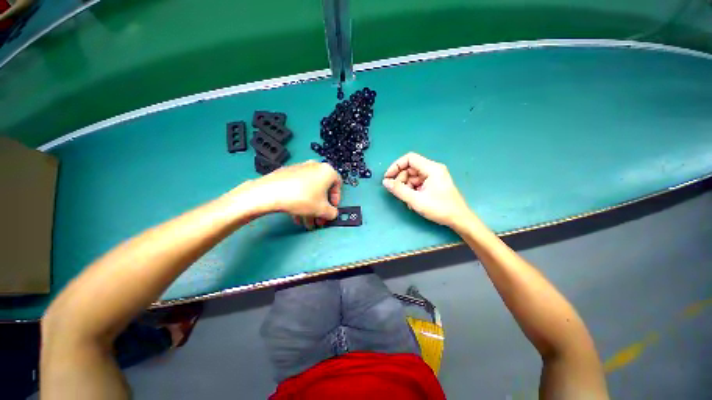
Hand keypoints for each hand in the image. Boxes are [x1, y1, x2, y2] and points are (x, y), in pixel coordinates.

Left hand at [247, 161, 340, 227]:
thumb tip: (332, 214)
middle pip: (322, 189)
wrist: (270, 192)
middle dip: (321, 207)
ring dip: (310, 207)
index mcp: (327, 171)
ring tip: (306, 222)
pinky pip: (299, 188)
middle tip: (319, 219)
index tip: (331, 208)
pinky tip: (296, 214)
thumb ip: (332, 213)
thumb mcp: (322, 210)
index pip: (338, 185)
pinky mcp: (287, 173)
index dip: (336, 199)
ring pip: (310, 190)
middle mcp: (315, 166)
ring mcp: (300, 169)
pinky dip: (301, 200)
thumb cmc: (302, 198)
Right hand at [382, 153, 471, 227]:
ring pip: (413, 177)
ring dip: (406, 187)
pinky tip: (412, 201)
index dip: (396, 166)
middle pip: (410, 168)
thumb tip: (385, 182)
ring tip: (407, 200)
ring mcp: (434, 176)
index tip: (388, 177)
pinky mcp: (433, 183)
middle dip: (401, 179)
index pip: (409, 158)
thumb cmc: (440, 209)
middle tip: (397, 192)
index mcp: (431, 168)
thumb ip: (399, 190)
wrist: (459, 219)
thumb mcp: (416, 200)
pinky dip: (412, 190)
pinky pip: (418, 183)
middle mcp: (433, 169)